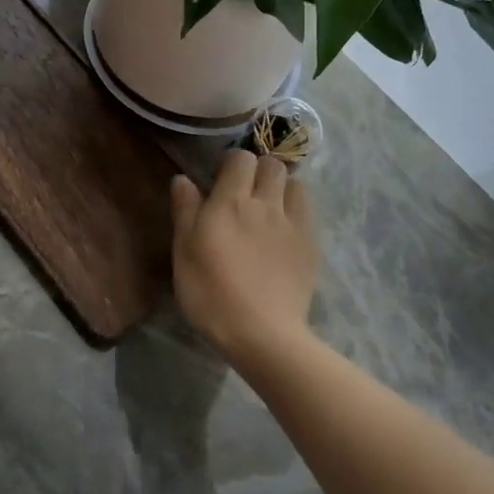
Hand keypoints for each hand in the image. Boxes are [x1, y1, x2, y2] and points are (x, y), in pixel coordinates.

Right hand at [171, 150, 317, 365]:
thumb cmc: (212, 294)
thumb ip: (185, 211)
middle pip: (271, 165)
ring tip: (268, 207)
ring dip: (281, 187)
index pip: (240, 159)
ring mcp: (292, 223)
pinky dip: (296, 208)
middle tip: (245, 192)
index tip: (220, 179)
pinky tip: (284, 229)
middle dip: (258, 170)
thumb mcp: (184, 253)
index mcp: (230, 202)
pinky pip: (306, 210)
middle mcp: (265, 203)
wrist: (263, 334)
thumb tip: (183, 179)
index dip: (231, 163)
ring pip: (294, 183)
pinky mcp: (310, 244)